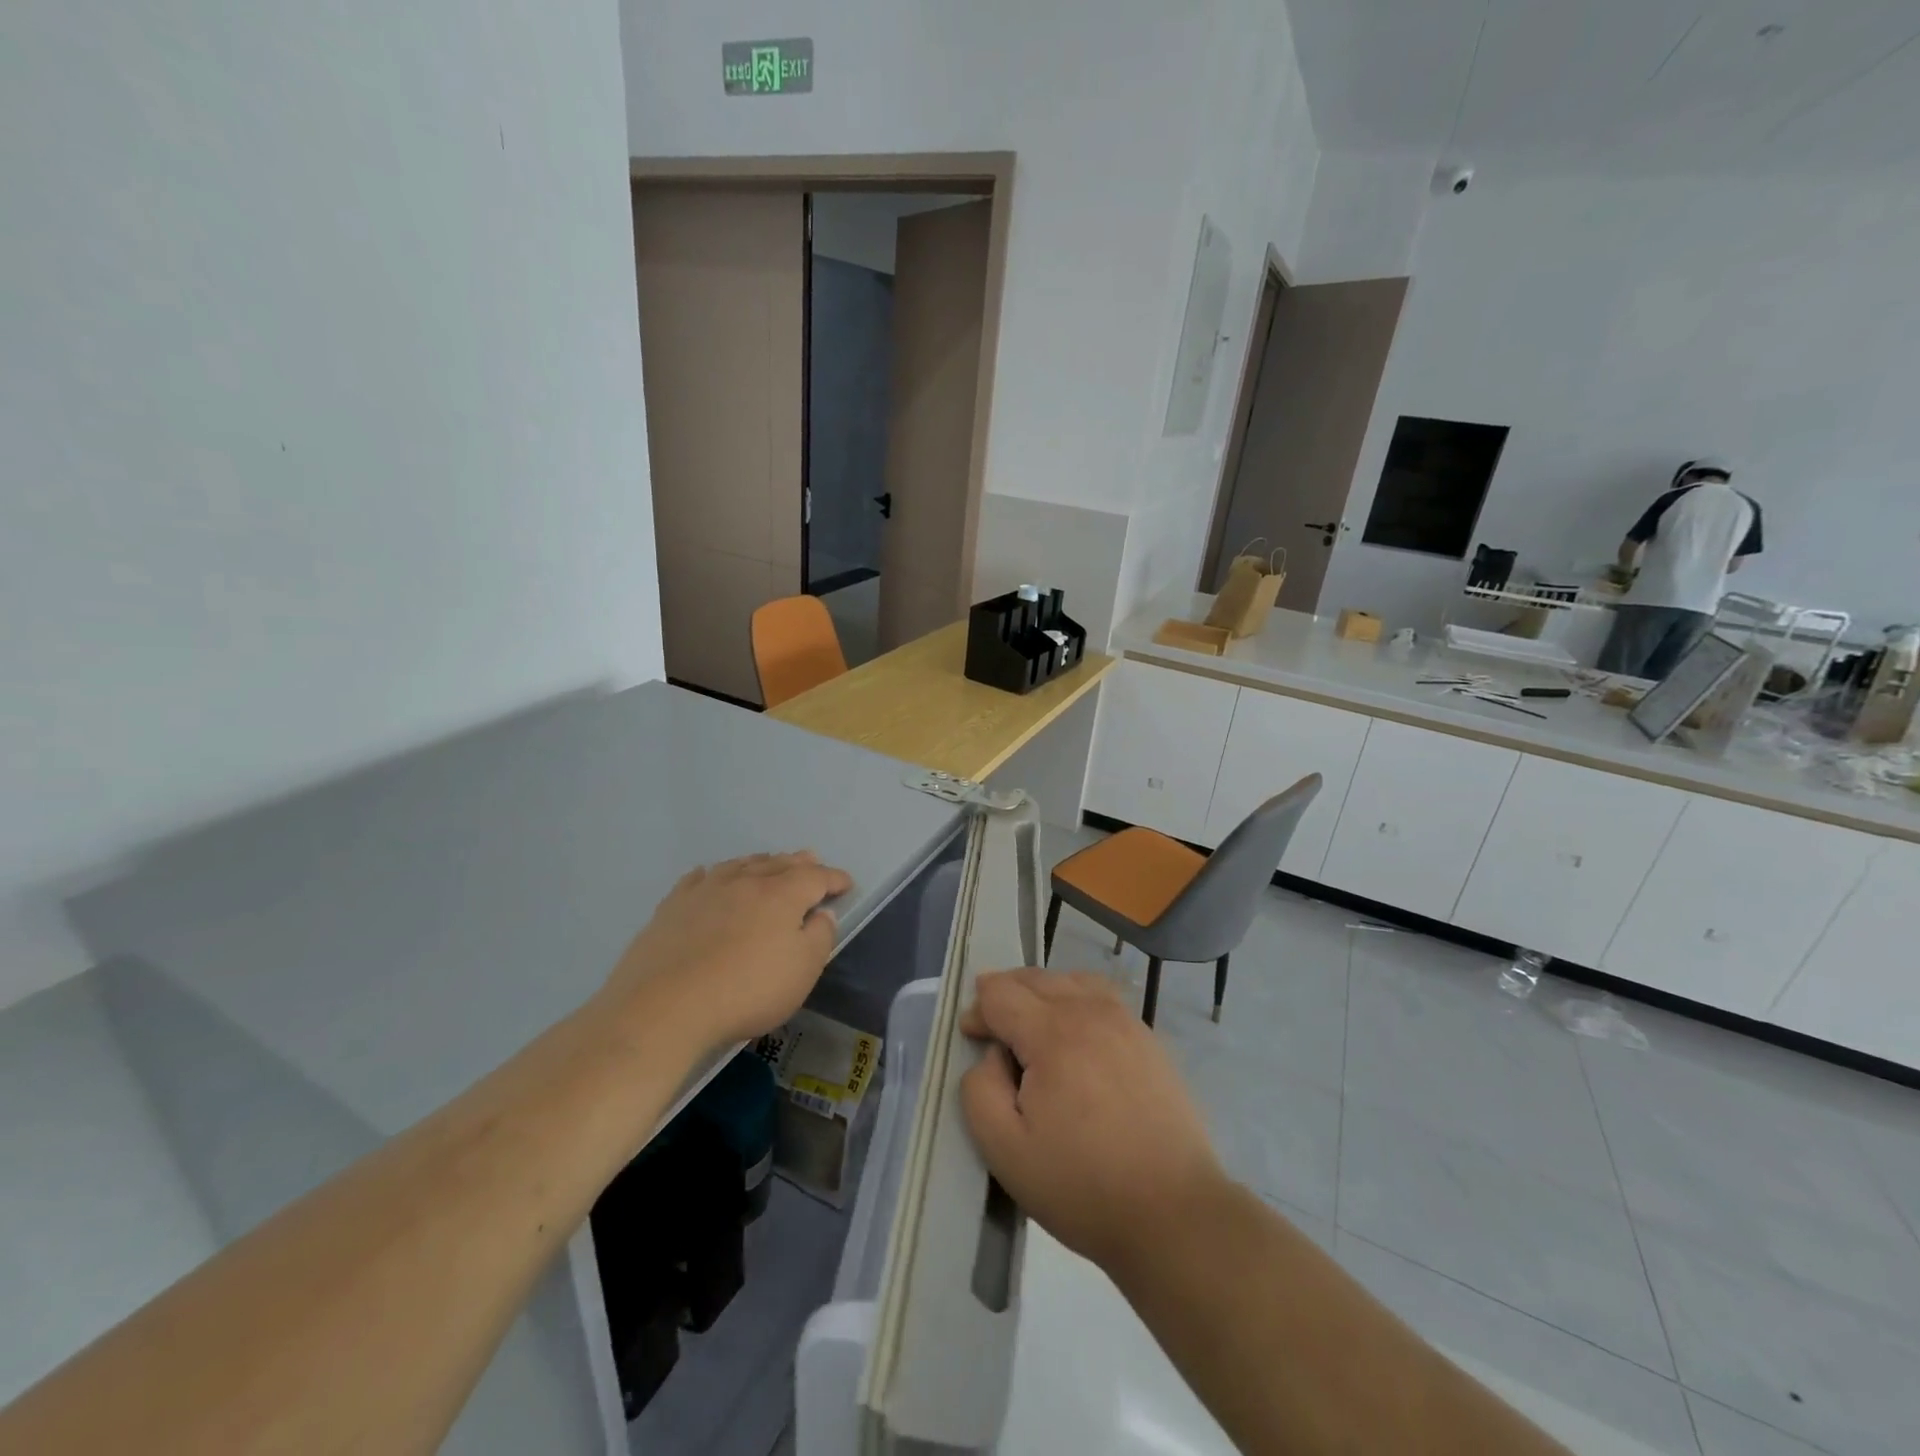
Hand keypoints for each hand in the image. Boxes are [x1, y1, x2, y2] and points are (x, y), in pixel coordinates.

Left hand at [603, 851, 852, 1048]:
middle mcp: (745, 881)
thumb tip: (821, 914)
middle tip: (811, 860)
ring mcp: (705, 890)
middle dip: (799, 863)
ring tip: (768, 863)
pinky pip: (700, 878)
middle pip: (779, 864)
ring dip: (760, 862)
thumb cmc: (746, 991)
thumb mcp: (802, 972)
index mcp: (782, 894)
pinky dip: (715, 874)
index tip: (846, 883)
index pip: (816, 877)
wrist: (664, 1007)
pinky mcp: (673, 906)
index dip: (834, 879)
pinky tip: (710, 877)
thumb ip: (819, 937)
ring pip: (740, 865)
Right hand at [959, 969, 1225, 1277]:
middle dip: (1006, 994)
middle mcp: (1090, 1011)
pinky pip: (1103, 997)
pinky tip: (1076, 1036)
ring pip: (1072, 980)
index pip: (1001, 993)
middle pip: (1035, 978)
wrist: (1173, 1213)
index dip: (979, 1011)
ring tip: (1033, 1026)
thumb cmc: (1082, 1185)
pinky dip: (1077, 1000)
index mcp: (1053, 1033)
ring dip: (1043, 992)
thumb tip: (992, 1054)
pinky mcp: (1150, 1039)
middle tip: (995, 1032)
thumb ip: (980, 1090)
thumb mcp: (1006, 1150)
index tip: (972, 1039)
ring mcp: (1126, 1021)